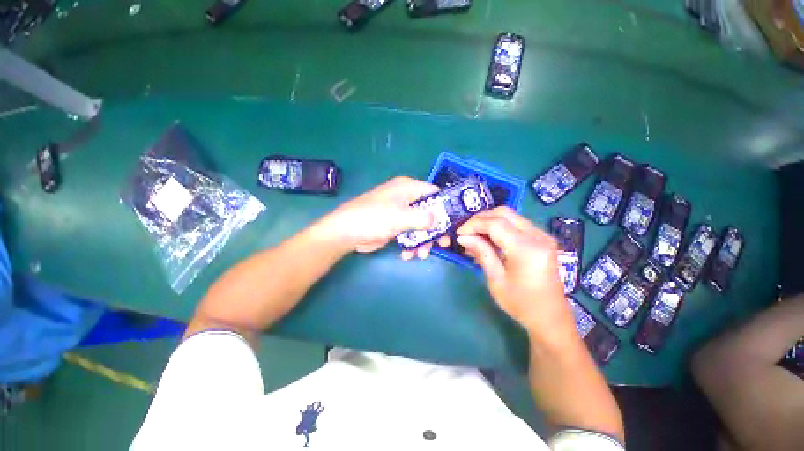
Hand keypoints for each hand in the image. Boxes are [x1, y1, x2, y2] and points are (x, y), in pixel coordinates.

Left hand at [319, 176, 449, 258]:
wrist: (347, 232)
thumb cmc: (373, 218)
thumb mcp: (401, 217)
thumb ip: (423, 217)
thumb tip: (439, 219)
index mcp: (407, 188)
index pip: (433, 192)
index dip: (445, 205)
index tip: (453, 222)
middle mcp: (405, 198)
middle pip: (429, 212)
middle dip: (435, 230)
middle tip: (442, 244)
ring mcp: (400, 213)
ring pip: (420, 226)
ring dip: (423, 241)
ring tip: (421, 255)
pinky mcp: (394, 227)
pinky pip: (409, 235)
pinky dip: (411, 245)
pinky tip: (407, 255)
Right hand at [456, 207, 575, 338]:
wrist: (550, 317)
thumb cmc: (521, 303)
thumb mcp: (496, 279)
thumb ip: (481, 252)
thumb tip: (463, 237)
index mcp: (526, 248)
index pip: (495, 224)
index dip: (473, 224)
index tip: (459, 233)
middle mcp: (538, 236)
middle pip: (504, 213)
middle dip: (481, 219)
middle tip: (466, 232)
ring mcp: (542, 235)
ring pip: (510, 215)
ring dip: (489, 221)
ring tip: (475, 236)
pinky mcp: (542, 239)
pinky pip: (516, 224)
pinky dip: (500, 227)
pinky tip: (489, 239)